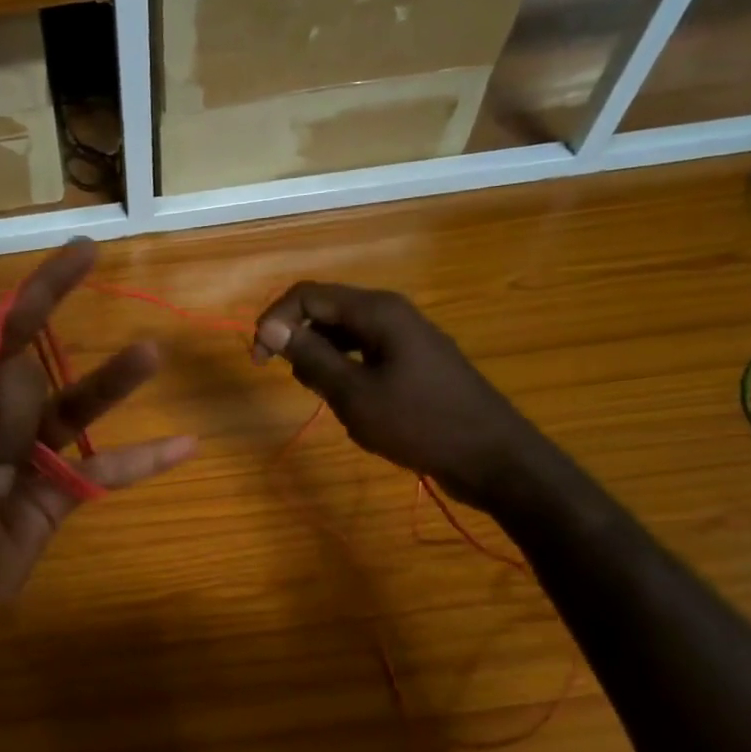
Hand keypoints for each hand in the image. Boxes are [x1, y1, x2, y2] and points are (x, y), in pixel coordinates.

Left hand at [0, 241, 197, 657]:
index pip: (1, 332)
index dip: (40, 293)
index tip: (84, 253)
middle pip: (32, 375)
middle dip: (14, 413)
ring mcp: (31, 460)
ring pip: (79, 411)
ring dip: (114, 383)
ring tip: (150, 354)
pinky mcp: (56, 501)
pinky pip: (105, 475)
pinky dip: (144, 462)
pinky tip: (186, 444)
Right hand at [252, 282, 547, 509]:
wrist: (492, 457)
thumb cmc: (419, 423)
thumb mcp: (354, 394)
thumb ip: (311, 357)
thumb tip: (271, 327)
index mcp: (377, 311)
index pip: (307, 295)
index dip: (274, 321)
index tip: (257, 361)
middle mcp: (391, 313)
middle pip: (326, 310)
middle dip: (298, 339)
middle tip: (292, 381)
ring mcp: (405, 336)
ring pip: (344, 333)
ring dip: (320, 357)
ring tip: (321, 394)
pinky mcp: (413, 360)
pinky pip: (364, 352)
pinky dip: (344, 369)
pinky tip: (348, 400)